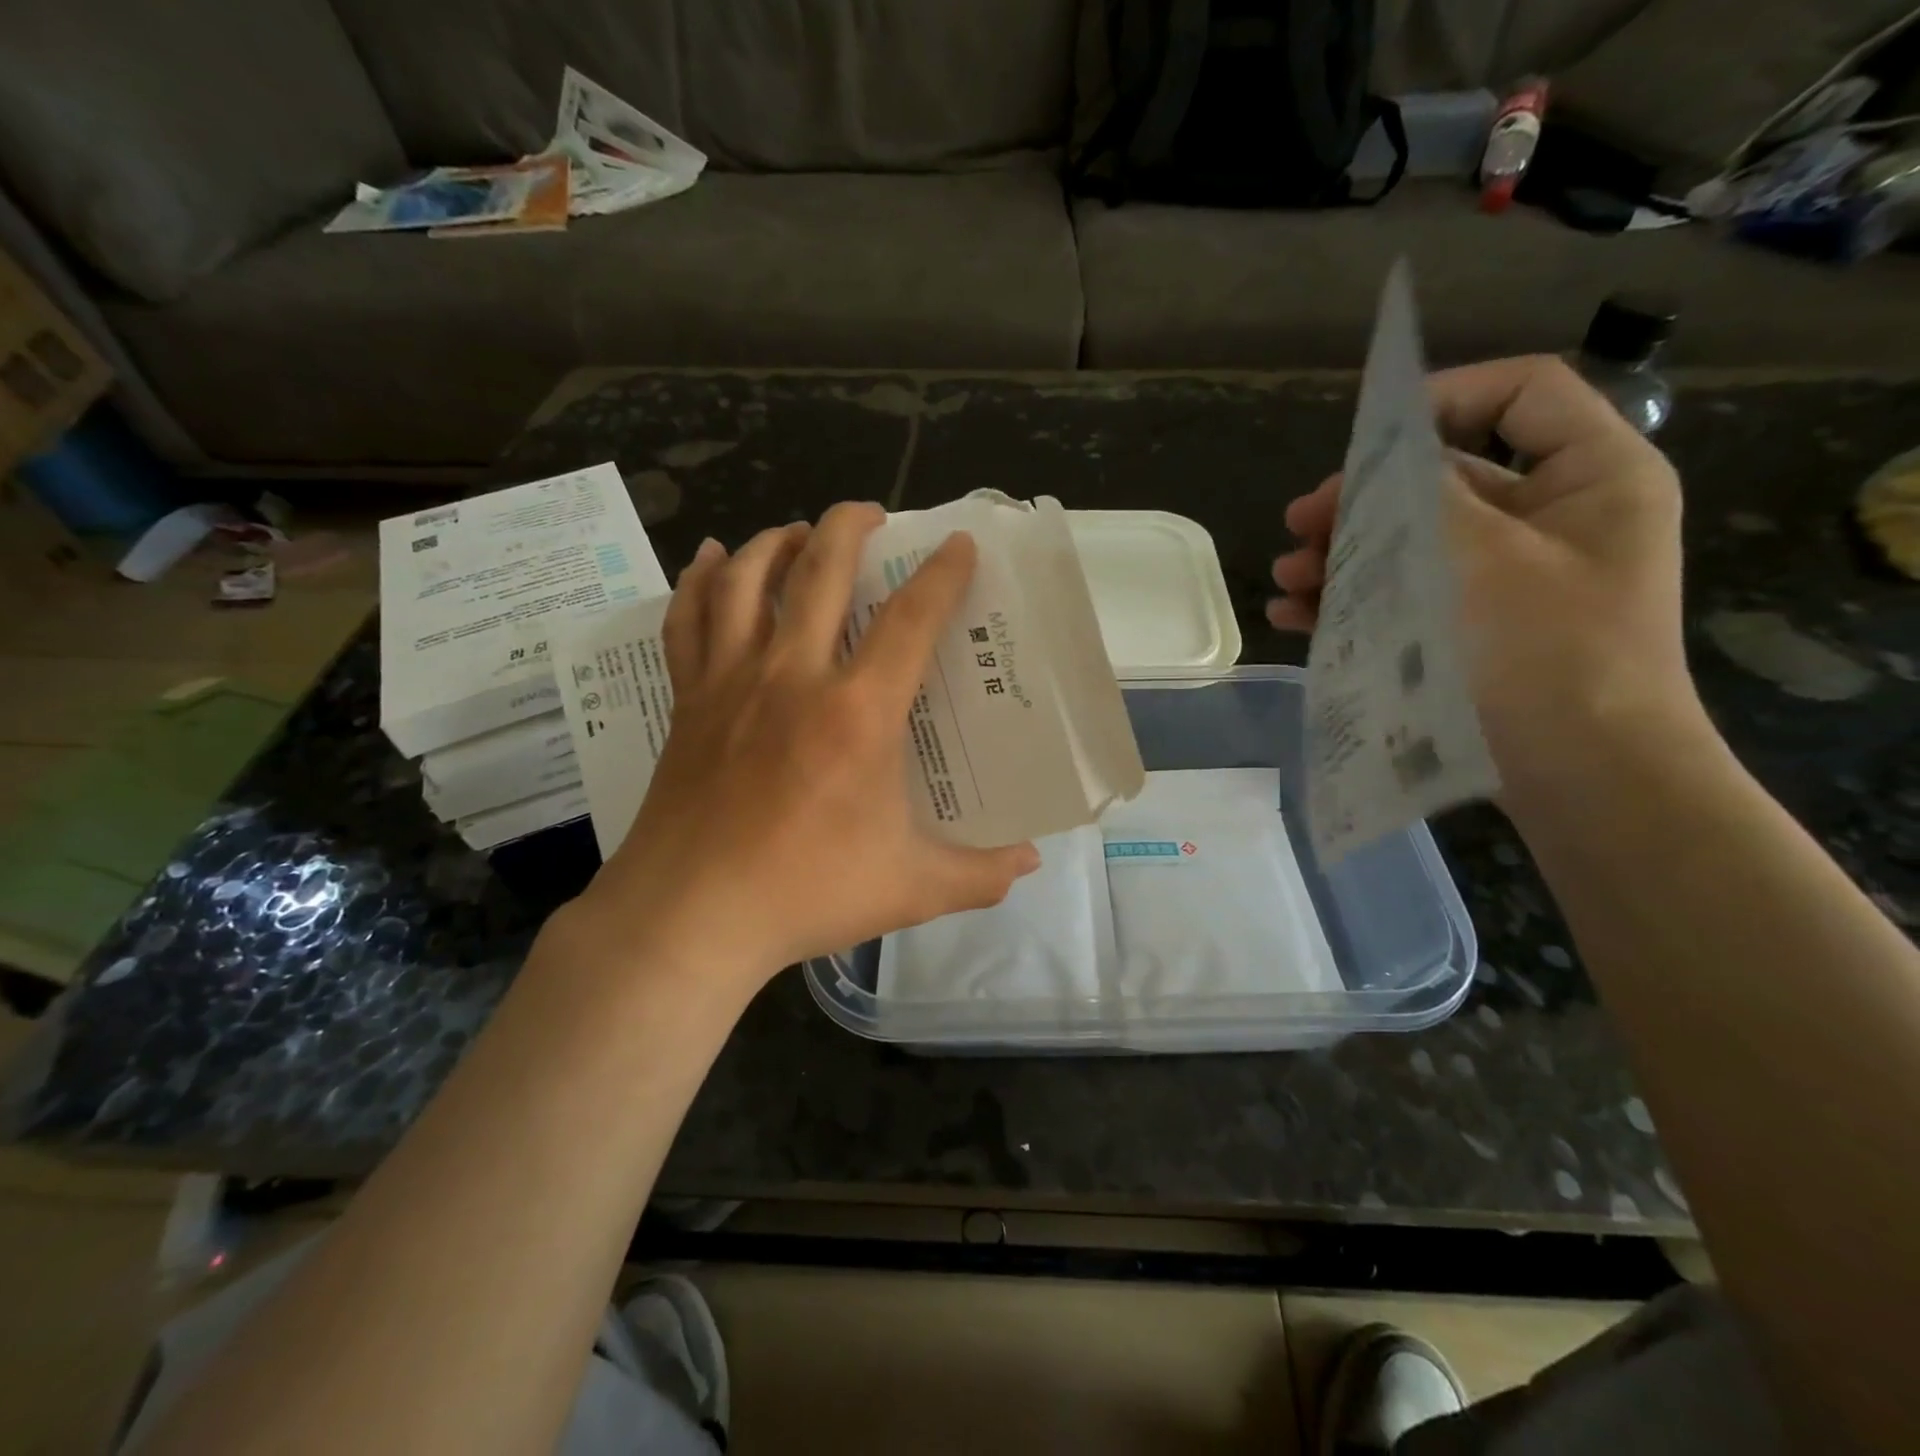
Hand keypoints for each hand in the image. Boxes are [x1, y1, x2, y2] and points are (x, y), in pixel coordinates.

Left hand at [575, 502, 1038, 983]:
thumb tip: (1030, 864)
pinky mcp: (689, 700)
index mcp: (858, 713)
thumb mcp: (911, 889)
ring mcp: (732, 682)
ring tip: (800, 531)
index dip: (941, 574)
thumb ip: (979, 874)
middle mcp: (793, 677)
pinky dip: (701, 580)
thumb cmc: (805, 894)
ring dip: (777, 540)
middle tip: (872, 513)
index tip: (957, 543)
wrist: (690, 916)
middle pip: (821, 571)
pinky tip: (714, 558)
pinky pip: (689, 620)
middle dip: (850, 525)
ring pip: (749, 580)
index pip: (911, 620)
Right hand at [1269, 355, 1702, 788]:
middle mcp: (1551, 519)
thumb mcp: (1482, 556)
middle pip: (1444, 478)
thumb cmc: (1546, 653)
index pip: (1521, 394)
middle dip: (1363, 498)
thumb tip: (1380, 463)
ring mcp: (1508, 580)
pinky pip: (1406, 596)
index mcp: (1589, 477)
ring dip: (1344, 553)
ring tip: (1287, 577)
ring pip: (1412, 542)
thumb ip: (1428, 493)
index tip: (1366, 440)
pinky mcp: (1471, 630)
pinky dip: (1352, 600)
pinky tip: (1294, 615)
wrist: (1583, 777)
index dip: (1442, 399)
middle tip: (1300, 521)